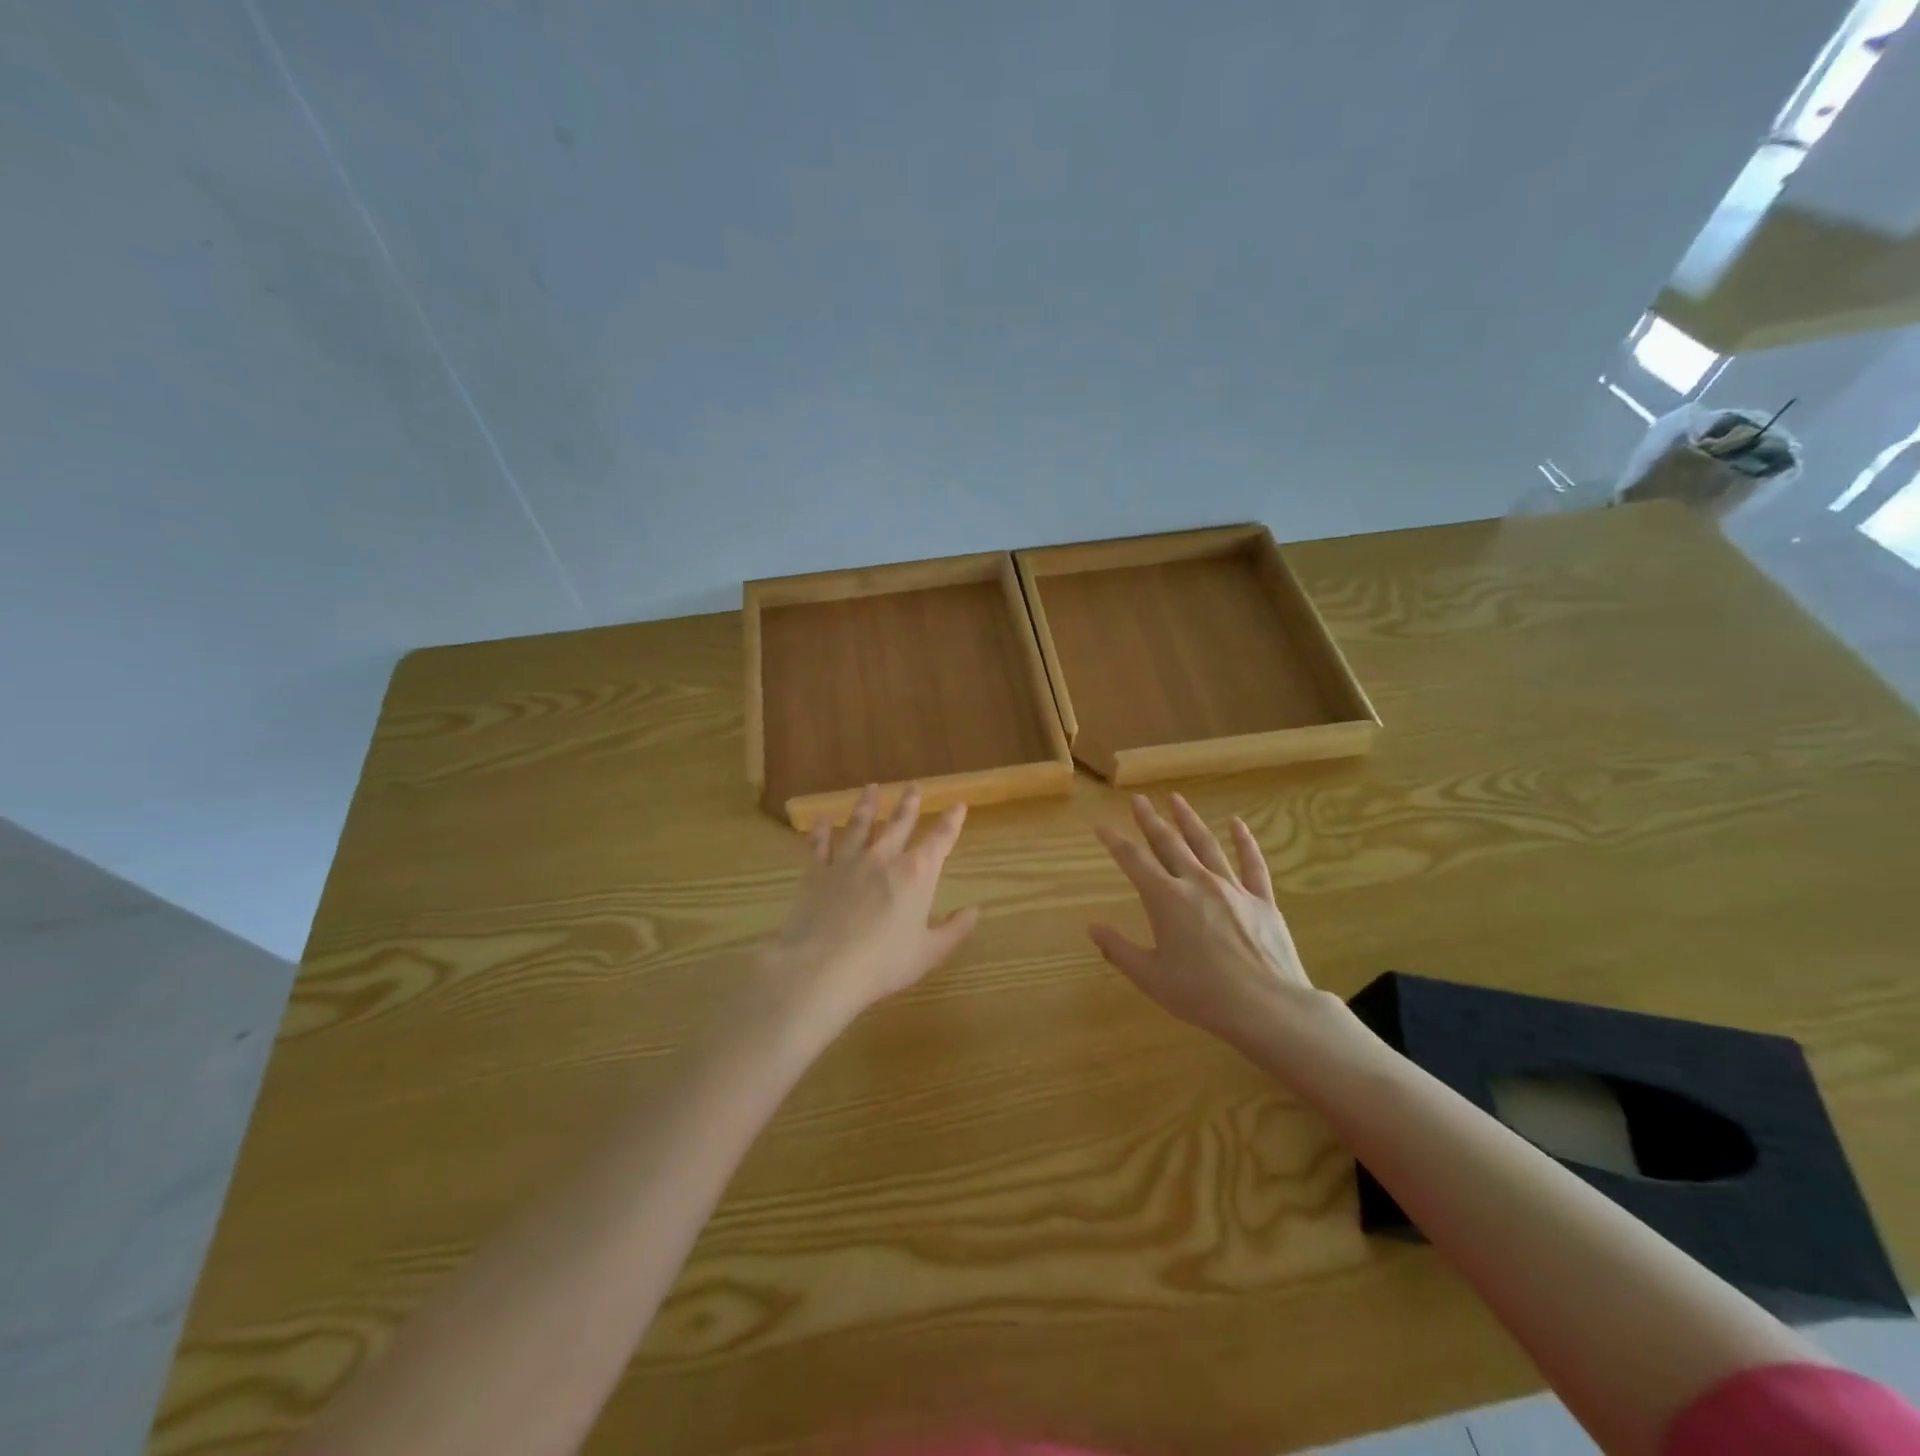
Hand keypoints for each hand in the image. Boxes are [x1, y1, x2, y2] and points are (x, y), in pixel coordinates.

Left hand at [762, 784, 978, 1029]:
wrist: (823, 967)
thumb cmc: (883, 963)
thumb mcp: (929, 952)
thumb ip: (954, 930)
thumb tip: (974, 911)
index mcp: (916, 874)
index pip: (940, 839)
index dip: (952, 821)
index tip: (959, 804)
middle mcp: (883, 858)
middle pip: (899, 823)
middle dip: (909, 803)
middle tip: (913, 785)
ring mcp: (847, 862)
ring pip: (859, 825)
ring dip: (867, 805)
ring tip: (871, 788)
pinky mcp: (816, 872)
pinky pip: (819, 845)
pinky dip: (820, 831)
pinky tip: (821, 820)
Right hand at [1090, 793, 1320, 1046]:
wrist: (1267, 1007)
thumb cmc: (1202, 994)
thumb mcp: (1150, 977)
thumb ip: (1118, 950)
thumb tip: (1092, 928)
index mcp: (1165, 899)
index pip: (1133, 860)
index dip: (1114, 841)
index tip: (1101, 825)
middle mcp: (1196, 883)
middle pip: (1168, 843)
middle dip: (1150, 820)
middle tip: (1139, 800)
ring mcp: (1232, 888)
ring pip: (1206, 845)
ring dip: (1189, 820)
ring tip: (1176, 799)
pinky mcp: (1261, 900)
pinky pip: (1252, 864)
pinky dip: (1245, 842)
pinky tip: (1238, 824)